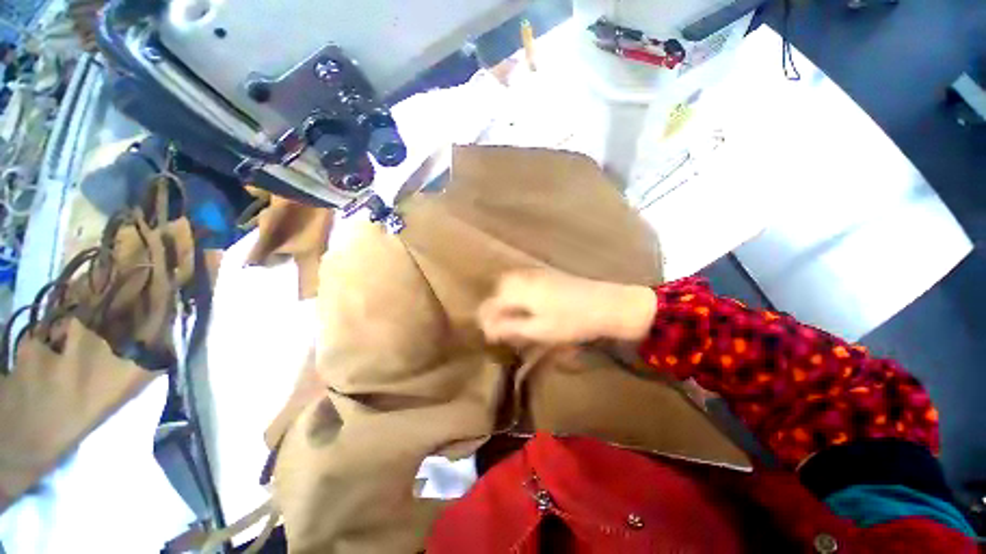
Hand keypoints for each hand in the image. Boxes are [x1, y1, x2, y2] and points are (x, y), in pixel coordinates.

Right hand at [478, 269, 656, 344]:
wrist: (607, 305)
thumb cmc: (571, 321)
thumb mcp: (539, 330)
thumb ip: (510, 328)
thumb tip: (487, 330)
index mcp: (520, 290)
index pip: (493, 302)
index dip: (487, 319)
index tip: (489, 334)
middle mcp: (526, 277)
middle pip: (501, 288)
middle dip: (496, 305)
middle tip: (500, 324)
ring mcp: (539, 274)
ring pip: (513, 282)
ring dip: (508, 298)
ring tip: (513, 316)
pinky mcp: (550, 275)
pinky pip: (526, 280)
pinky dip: (521, 292)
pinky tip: (530, 305)